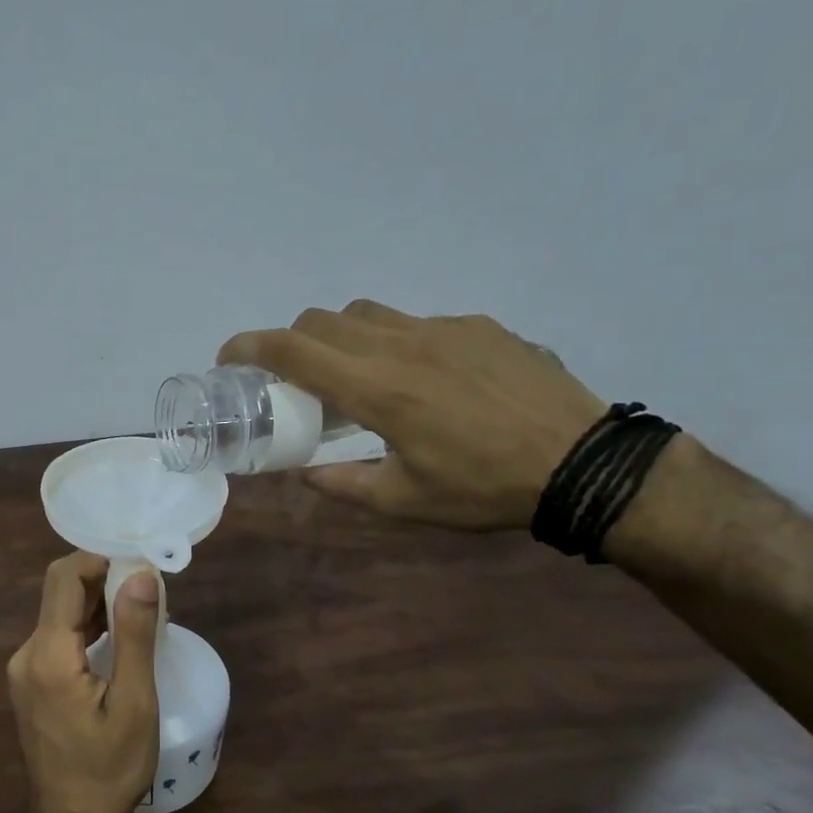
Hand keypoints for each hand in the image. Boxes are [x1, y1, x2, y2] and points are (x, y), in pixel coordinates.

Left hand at [6, 552, 160, 812]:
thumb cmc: (110, 770)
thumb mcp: (134, 703)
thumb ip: (134, 634)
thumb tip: (141, 573)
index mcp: (48, 654)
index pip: (65, 577)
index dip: (102, 559)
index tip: (143, 564)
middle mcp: (27, 653)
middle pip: (61, 592)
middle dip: (105, 578)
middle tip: (152, 589)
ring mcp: (25, 669)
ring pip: (61, 613)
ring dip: (100, 602)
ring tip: (145, 611)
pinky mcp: (32, 682)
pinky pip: (60, 636)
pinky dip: (90, 626)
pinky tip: (121, 636)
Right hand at [219, 301, 607, 530]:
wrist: (583, 463)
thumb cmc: (484, 489)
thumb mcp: (402, 500)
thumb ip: (341, 483)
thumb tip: (303, 472)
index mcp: (377, 389)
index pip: (293, 350)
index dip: (249, 347)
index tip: (229, 359)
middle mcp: (401, 345)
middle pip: (322, 320)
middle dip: (292, 342)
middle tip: (295, 380)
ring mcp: (443, 328)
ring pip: (366, 312)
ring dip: (341, 336)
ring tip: (355, 375)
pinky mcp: (478, 326)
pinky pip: (416, 323)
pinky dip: (395, 342)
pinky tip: (424, 380)